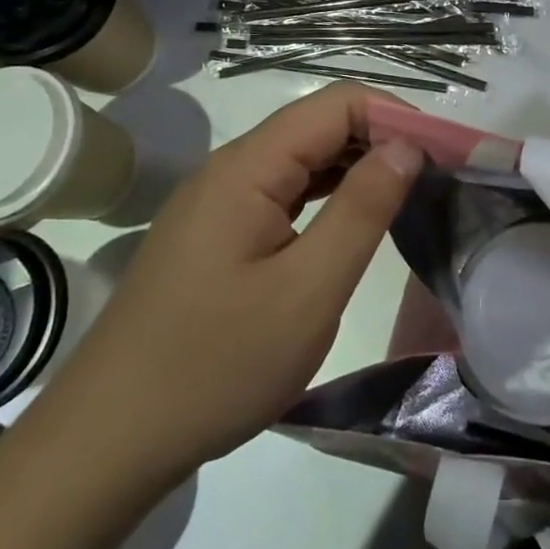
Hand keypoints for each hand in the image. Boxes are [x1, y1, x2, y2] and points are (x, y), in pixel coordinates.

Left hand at [43, 82, 422, 496]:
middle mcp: (231, 167)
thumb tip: (407, 145)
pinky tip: (353, 222)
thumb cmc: (214, 367)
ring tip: (408, 195)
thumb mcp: (308, 291)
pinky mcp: (216, 232)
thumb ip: (362, 209)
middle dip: (382, 139)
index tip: (443, 155)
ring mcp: (219, 200)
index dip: (396, 117)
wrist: (106, 444)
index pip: (339, 104)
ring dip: (357, 166)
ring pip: (302, 157)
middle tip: (436, 179)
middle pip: (320, 124)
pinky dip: (327, 194)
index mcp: (249, 166)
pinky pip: (283, 191)